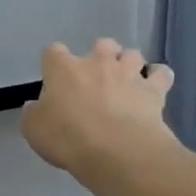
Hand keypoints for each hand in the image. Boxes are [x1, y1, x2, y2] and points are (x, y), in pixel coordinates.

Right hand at [22, 39, 176, 175]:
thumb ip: (34, 114)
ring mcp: (129, 74)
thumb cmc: (68, 139)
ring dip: (129, 64)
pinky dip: (159, 78)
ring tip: (127, 81)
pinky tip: (154, 88)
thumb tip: (35, 106)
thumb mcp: (34, 130)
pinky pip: (162, 74)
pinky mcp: (154, 90)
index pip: (53, 51)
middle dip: (100, 56)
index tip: (54, 78)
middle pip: (101, 44)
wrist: (116, 151)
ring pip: (133, 54)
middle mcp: (98, 62)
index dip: (54, 63)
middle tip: (97, 78)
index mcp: (64, 69)